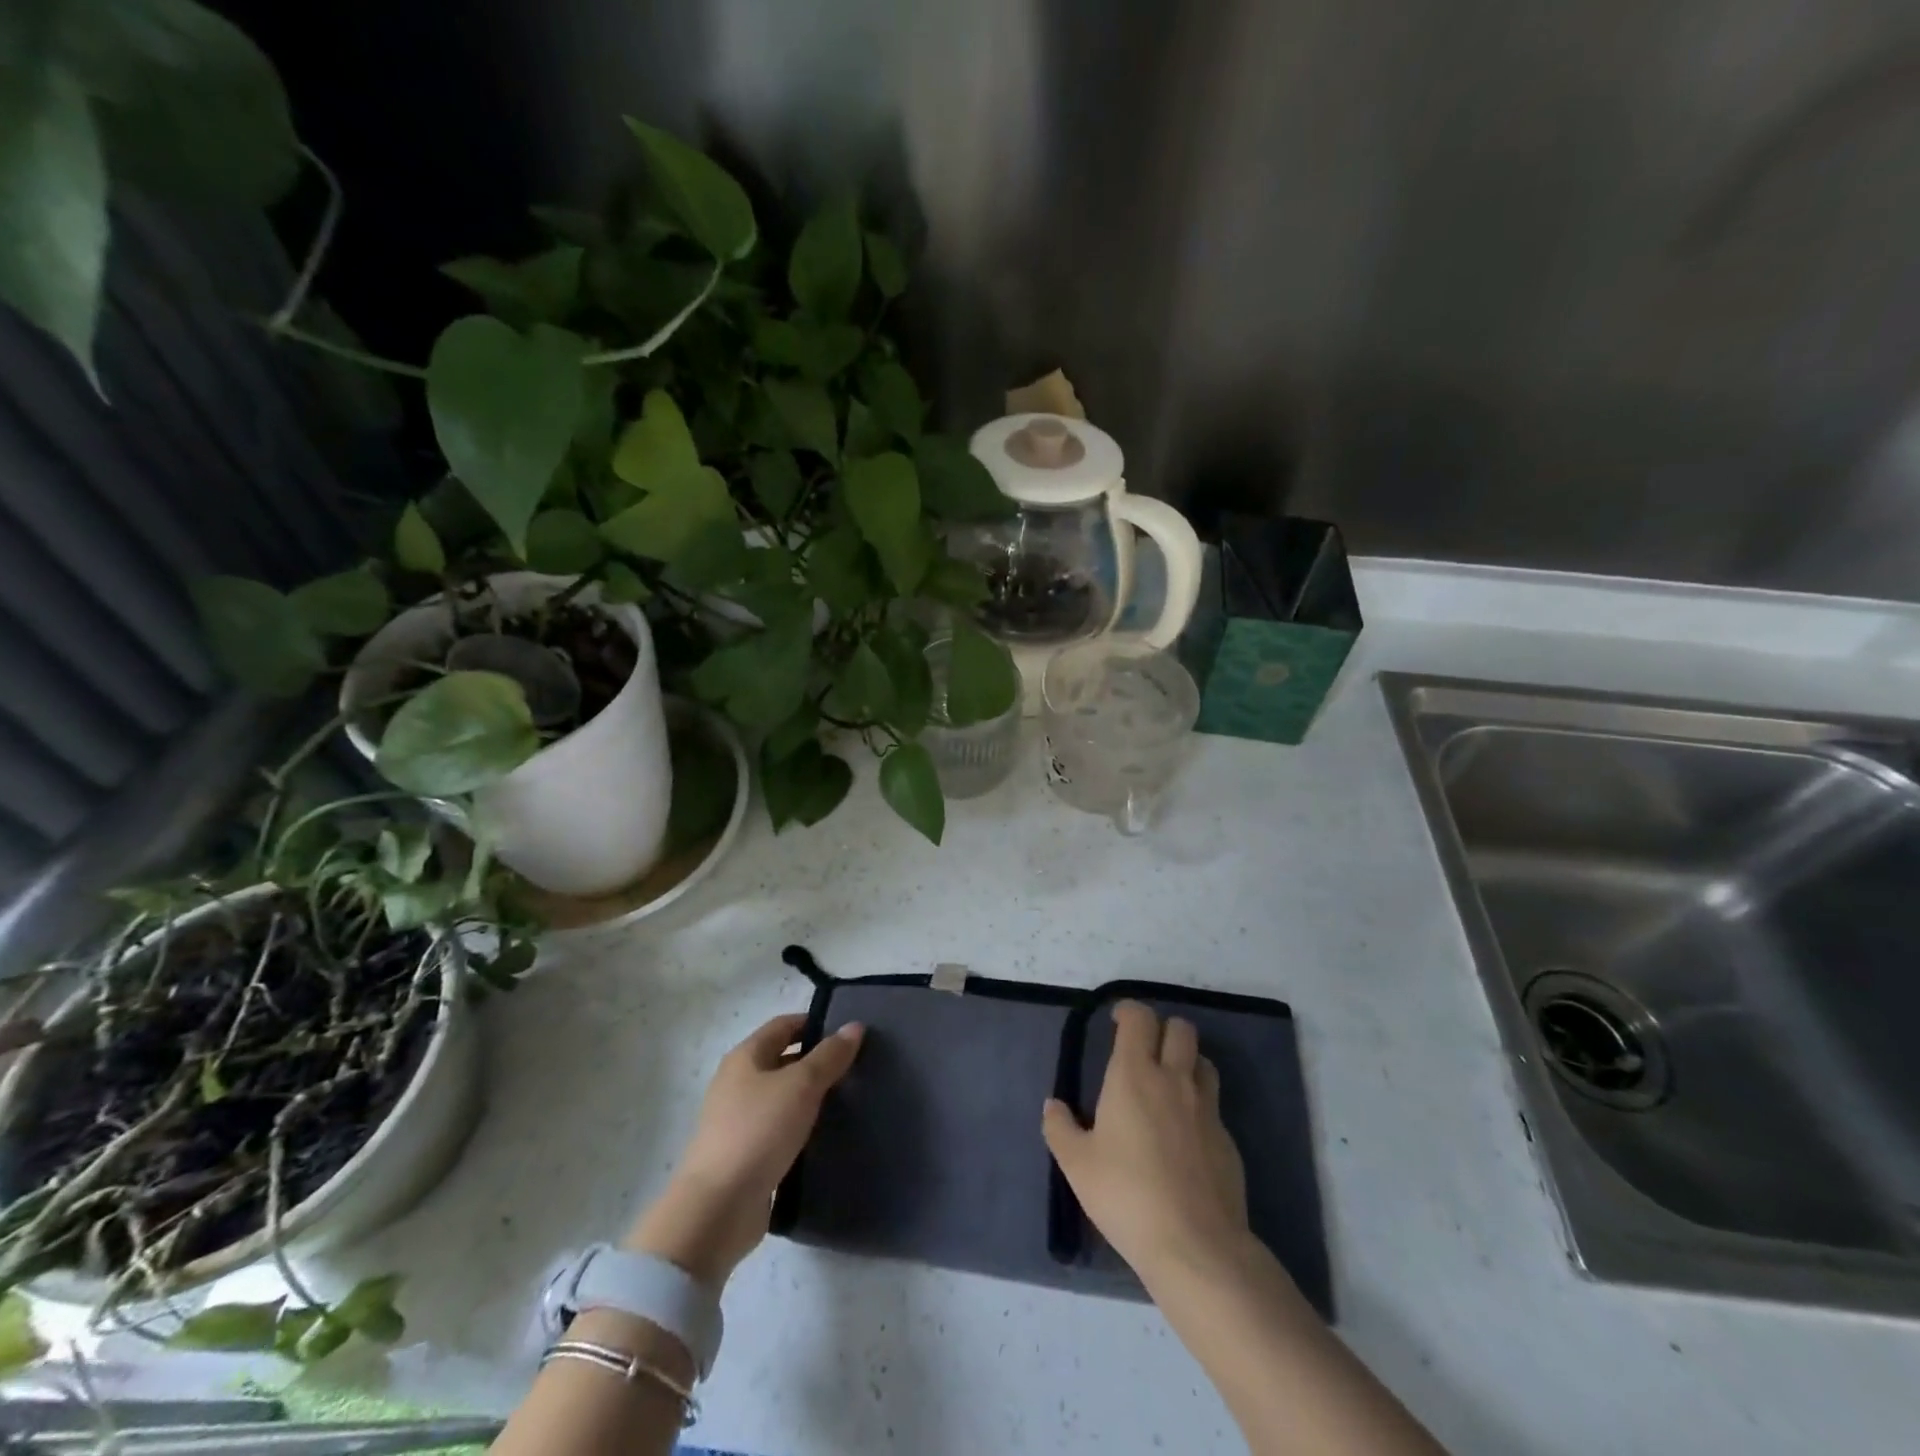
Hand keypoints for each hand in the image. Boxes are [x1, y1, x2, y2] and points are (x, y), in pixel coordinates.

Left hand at [626, 1012, 862, 1286]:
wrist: (717, 1209)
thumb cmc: (758, 1131)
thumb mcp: (801, 1086)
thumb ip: (829, 1056)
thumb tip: (855, 1026)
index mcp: (745, 1058)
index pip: (784, 1025)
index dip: (815, 1023)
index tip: (849, 1032)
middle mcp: (738, 1084)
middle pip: (783, 1060)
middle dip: (817, 1061)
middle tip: (857, 1067)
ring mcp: (739, 1122)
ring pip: (783, 1098)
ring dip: (811, 1098)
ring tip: (851, 1100)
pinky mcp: (746, 1156)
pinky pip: (780, 1131)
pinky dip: (802, 1129)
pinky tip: (828, 1137)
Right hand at [1042, 1001, 1250, 1288]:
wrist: (1196, 1245)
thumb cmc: (1126, 1195)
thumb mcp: (1077, 1165)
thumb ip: (1060, 1128)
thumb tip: (1053, 1106)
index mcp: (1134, 1075)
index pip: (1139, 1018)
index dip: (1128, 1011)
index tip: (1117, 1021)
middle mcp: (1174, 1080)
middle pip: (1181, 1029)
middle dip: (1162, 1029)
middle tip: (1144, 1050)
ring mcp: (1206, 1109)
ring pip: (1203, 1061)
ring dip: (1186, 1061)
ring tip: (1168, 1083)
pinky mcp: (1228, 1140)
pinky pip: (1213, 1105)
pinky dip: (1198, 1105)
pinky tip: (1184, 1136)